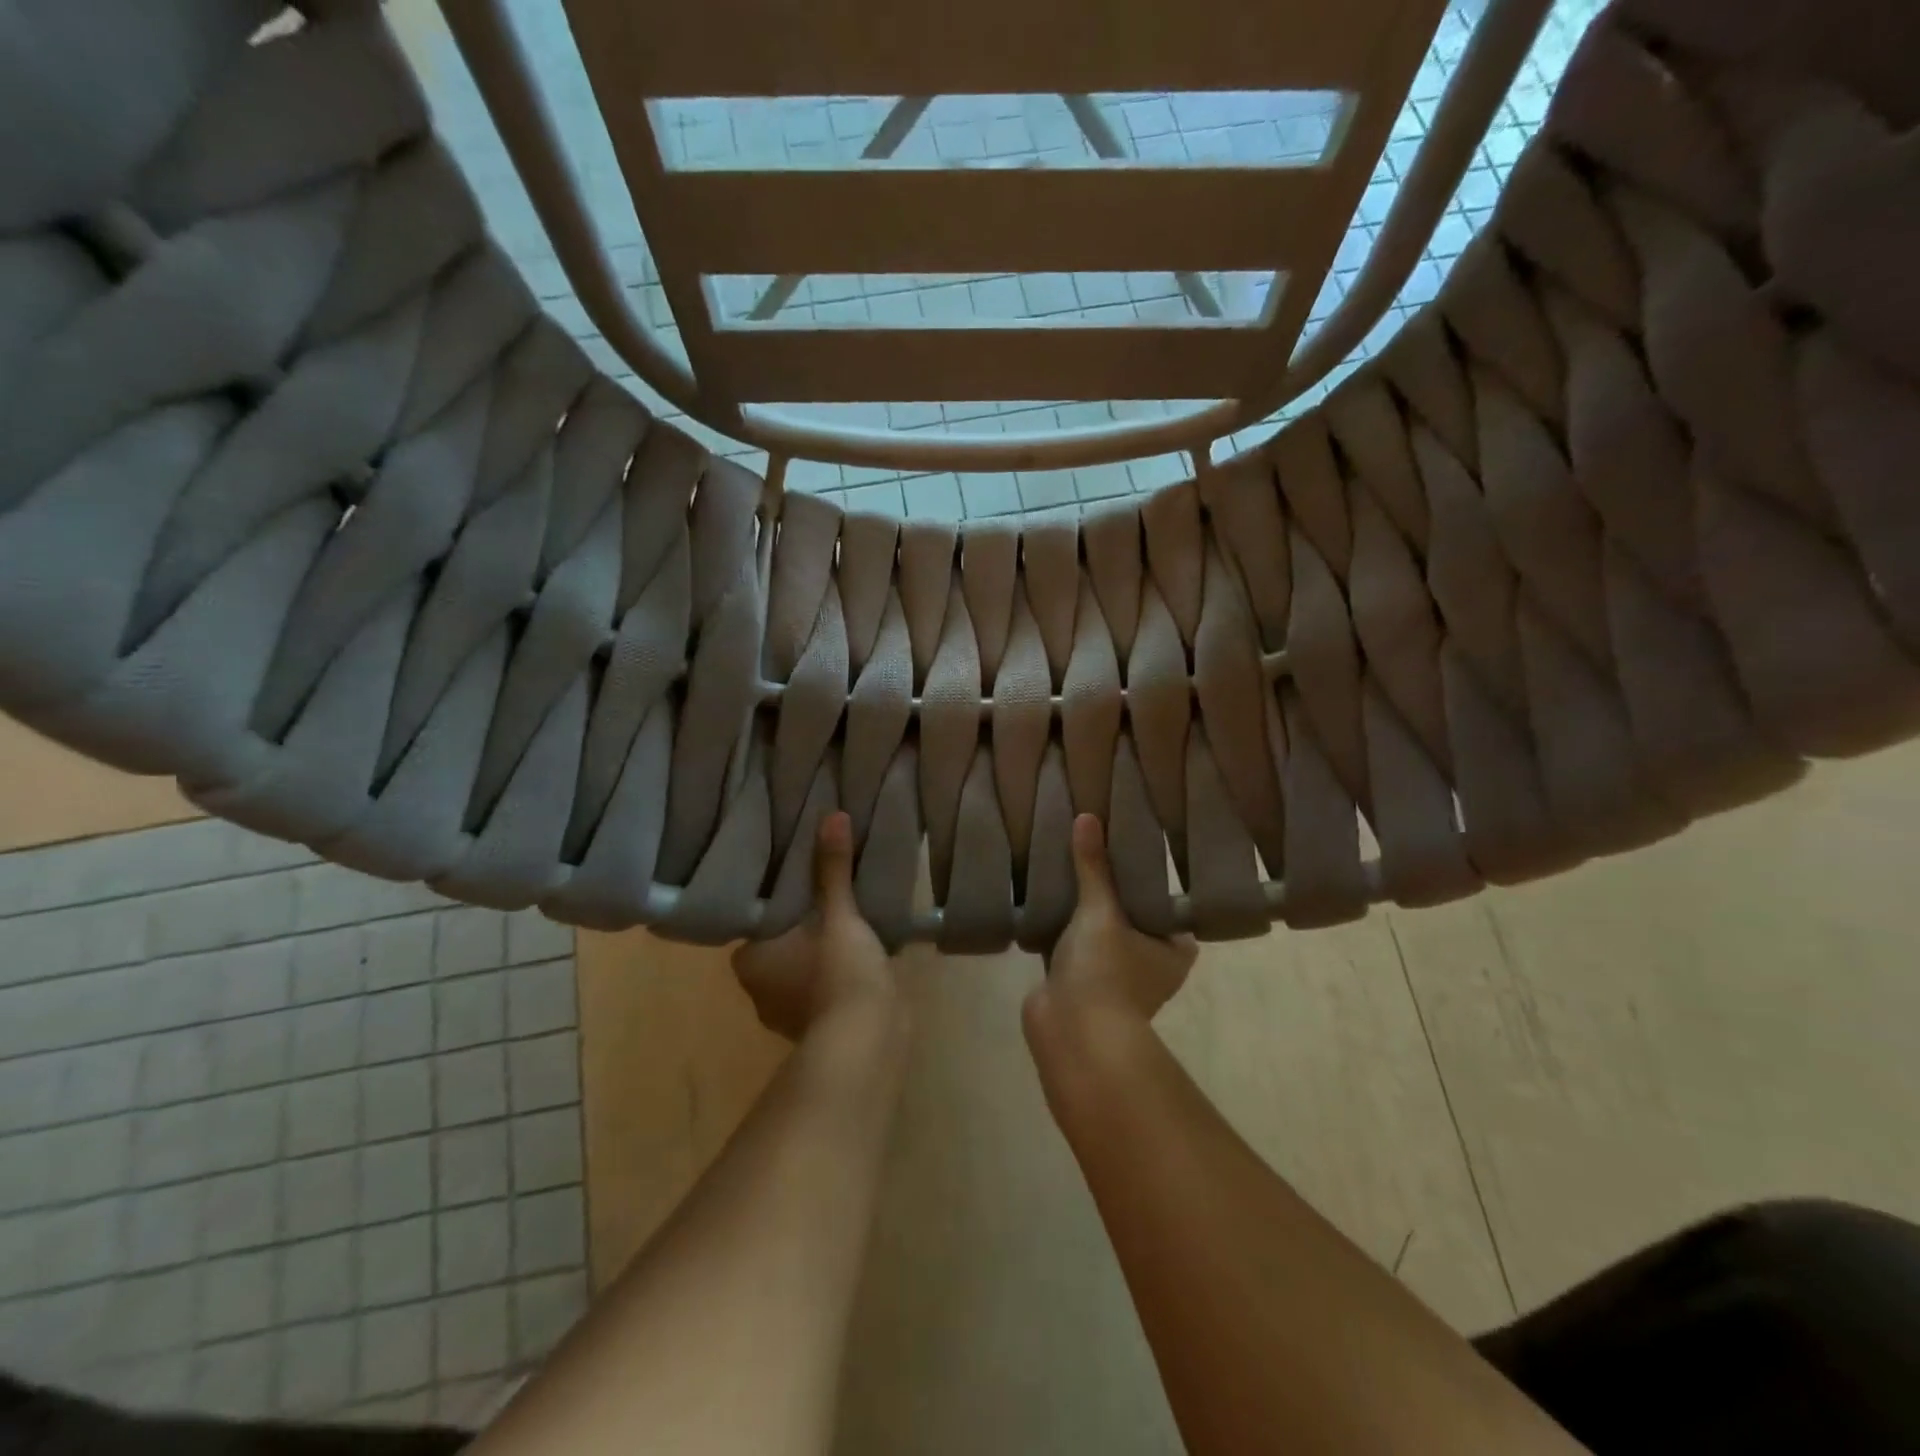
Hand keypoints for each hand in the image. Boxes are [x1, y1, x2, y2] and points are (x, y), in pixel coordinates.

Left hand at [733, 811, 897, 1040]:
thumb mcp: (839, 913)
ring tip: (846, 916)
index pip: (755, 919)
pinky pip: (823, 986)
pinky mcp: (819, 1027)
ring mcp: (787, 1013)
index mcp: (749, 960)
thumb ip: (833, 868)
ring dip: (819, 950)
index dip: (776, 899)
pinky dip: (835, 972)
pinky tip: (859, 953)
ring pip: (801, 967)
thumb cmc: (838, 972)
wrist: (867, 1040)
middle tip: (825, 890)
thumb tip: (832, 815)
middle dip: (800, 924)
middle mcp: (759, 990)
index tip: (797, 877)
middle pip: (779, 943)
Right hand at [1026, 814, 1196, 1041]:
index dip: (1149, 875)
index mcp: (1174, 949)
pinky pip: (1071, 942)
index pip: (1166, 901)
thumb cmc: (1105, 971)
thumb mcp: (1101, 910)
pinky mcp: (1079, 981)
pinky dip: (1060, 924)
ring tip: (1068, 862)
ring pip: (1099, 928)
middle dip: (1110, 887)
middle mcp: (1149, 962)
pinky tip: (1046, 893)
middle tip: (1096, 845)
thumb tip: (1087, 817)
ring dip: (1083, 907)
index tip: (1130, 842)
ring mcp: (1113, 974)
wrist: (1070, 1032)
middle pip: (1130, 912)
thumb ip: (1094, 866)